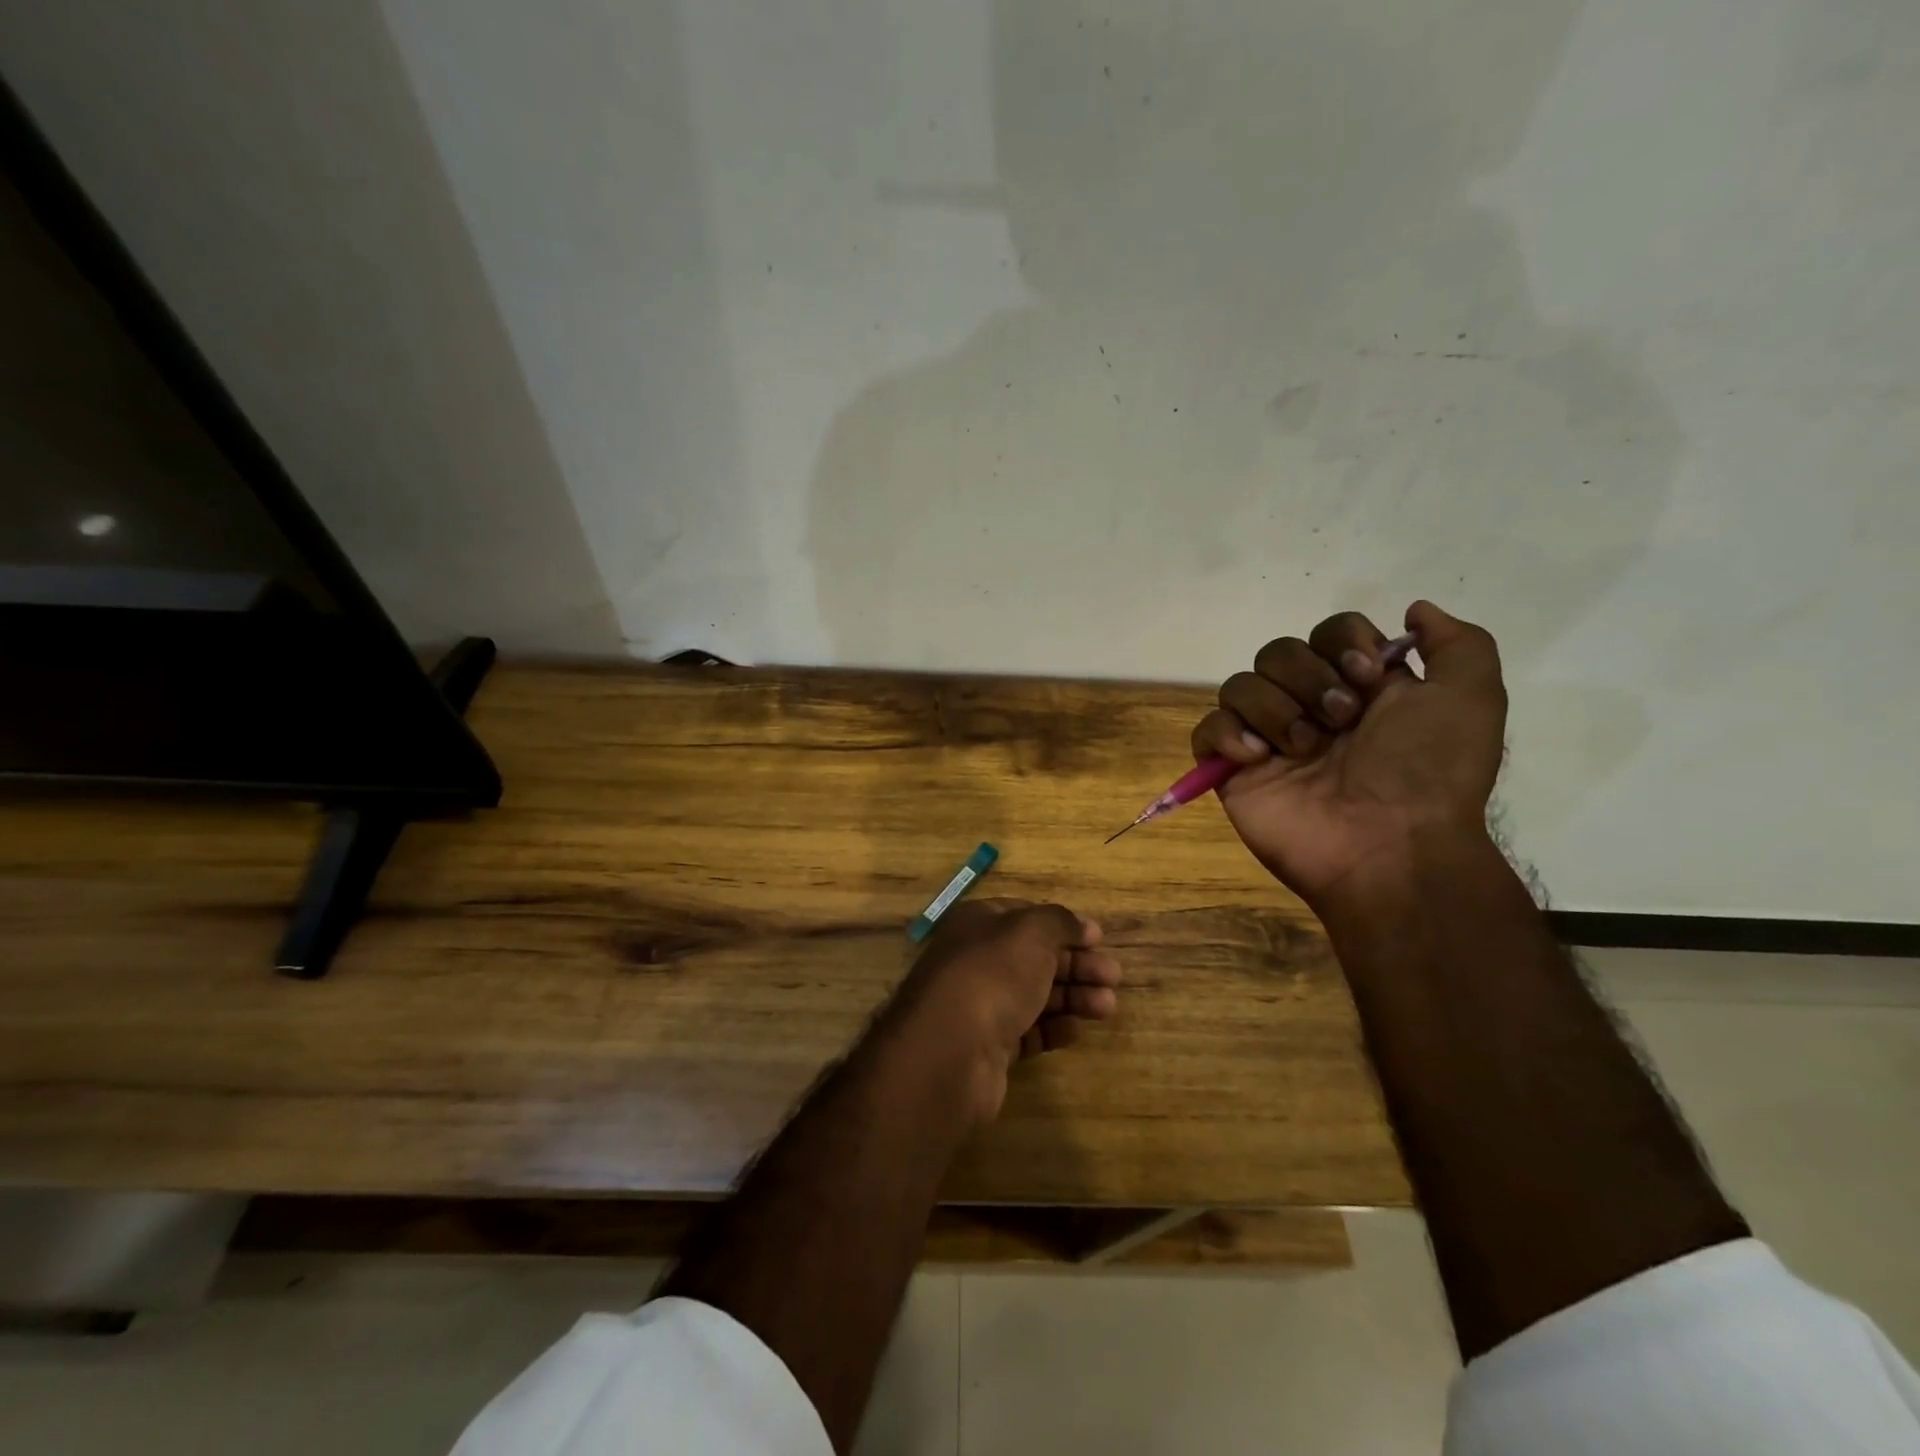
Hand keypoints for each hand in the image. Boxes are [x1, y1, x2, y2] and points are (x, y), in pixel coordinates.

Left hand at [886, 899, 1120, 1126]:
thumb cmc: (992, 975)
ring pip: (1034, 996)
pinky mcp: (988, 1048)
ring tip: (1108, 1007)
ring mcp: (980, 1006)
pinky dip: (1053, 1029)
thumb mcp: (1031, 932)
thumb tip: (1083, 925)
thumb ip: (1059, 922)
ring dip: (1073, 997)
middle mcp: (975, 960)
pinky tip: (1076, 1031)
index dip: (1063, 926)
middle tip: (1114, 977)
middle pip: (1034, 958)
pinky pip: (1027, 1033)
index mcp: (978, 923)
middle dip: (1076, 965)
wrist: (950, 1051)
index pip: (1025, 916)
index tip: (1098, 939)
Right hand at [1190, 600, 1505, 908]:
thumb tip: (1413, 611)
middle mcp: (1311, 708)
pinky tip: (1259, 758)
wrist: (1389, 845)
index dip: (1343, 642)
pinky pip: (1206, 730)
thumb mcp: (1473, 696)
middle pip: (1278, 651)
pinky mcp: (1233, 771)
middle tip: (1341, 720)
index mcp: (1360, 689)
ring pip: (1239, 685)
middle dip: (1309, 678)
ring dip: (1274, 709)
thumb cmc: (1429, 771)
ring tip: (1303, 749)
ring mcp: (1268, 739)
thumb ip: (1457, 642)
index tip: (1369, 676)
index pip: (1328, 632)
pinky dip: (1227, 735)